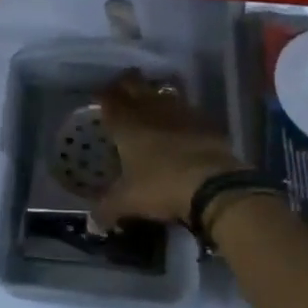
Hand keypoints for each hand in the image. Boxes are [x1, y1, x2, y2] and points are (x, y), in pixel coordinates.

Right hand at [93, 71, 246, 224]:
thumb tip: (92, 222)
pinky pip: (187, 109)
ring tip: (150, 102)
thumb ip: (107, 208)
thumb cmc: (161, 187)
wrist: (214, 185)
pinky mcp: (205, 121)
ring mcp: (181, 112)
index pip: (110, 99)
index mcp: (127, 124)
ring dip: (154, 94)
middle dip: (126, 84)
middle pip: (135, 85)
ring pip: (162, 92)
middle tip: (122, 89)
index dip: (104, 95)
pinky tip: (180, 123)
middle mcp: (151, 110)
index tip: (100, 96)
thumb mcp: (128, 202)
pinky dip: (180, 112)